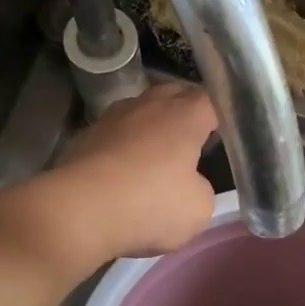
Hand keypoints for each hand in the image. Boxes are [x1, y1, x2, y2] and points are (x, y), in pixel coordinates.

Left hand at [45, 83, 219, 262]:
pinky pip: (113, 134)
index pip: (210, 101)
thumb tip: (189, 183)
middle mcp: (147, 106)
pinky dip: (122, 146)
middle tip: (194, 136)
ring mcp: (111, 118)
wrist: (79, 211)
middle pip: (172, 94)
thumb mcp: (198, 208)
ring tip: (157, 152)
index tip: (224, 132)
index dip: (220, 115)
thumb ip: (201, 189)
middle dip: (185, 110)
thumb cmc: (150, 204)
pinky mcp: (84, 138)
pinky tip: (124, 169)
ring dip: (150, 126)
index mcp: (183, 116)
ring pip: (139, 111)